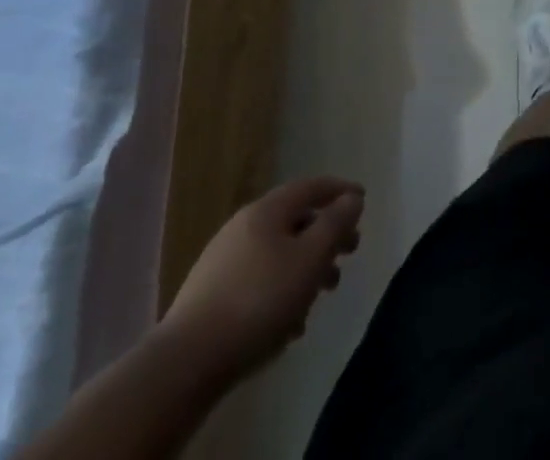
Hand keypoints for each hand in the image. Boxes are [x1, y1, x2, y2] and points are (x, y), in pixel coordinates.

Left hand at [160, 175, 363, 378]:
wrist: (186, 362)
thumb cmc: (260, 300)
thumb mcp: (310, 259)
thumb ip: (335, 224)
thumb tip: (351, 198)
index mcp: (267, 210)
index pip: (312, 186)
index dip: (340, 191)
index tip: (363, 200)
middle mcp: (244, 226)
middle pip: (295, 221)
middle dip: (326, 236)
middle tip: (349, 253)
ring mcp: (223, 260)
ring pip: (277, 254)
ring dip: (305, 268)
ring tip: (322, 296)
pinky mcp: (210, 295)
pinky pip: (258, 281)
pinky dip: (281, 291)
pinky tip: (289, 325)